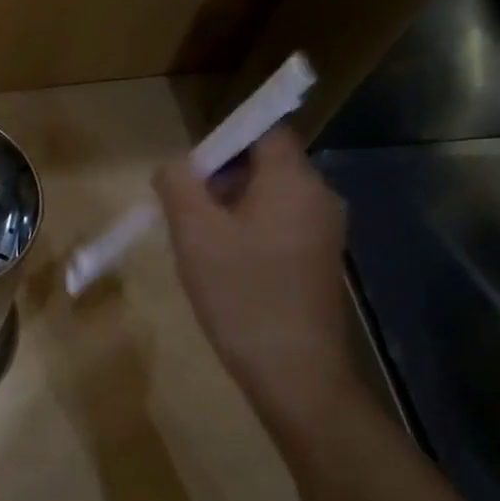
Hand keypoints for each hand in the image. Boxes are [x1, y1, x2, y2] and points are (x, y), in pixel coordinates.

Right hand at [154, 126, 353, 410]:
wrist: (293, 369)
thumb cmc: (241, 292)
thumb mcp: (194, 234)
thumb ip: (179, 186)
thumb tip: (175, 166)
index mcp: (293, 181)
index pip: (266, 131)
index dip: (225, 139)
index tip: (192, 171)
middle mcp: (319, 197)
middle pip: (266, 164)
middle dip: (221, 178)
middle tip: (185, 211)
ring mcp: (324, 231)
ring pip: (270, 197)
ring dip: (231, 207)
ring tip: (199, 242)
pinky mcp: (319, 260)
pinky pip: (279, 225)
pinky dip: (249, 230)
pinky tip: (225, 265)